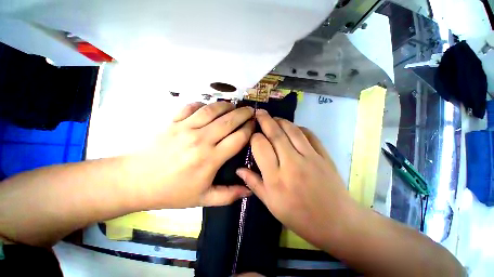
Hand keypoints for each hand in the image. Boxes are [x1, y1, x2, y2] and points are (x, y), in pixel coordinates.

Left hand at [131, 101, 253, 208]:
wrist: (135, 181)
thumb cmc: (172, 192)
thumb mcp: (203, 199)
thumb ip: (229, 195)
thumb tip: (250, 190)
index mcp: (210, 159)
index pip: (238, 138)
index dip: (249, 130)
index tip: (255, 125)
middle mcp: (201, 140)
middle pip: (229, 121)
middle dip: (243, 114)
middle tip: (251, 111)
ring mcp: (186, 128)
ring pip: (212, 110)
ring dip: (226, 105)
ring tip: (234, 105)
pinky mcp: (173, 121)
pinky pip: (192, 107)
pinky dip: (203, 104)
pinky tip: (209, 107)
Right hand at [236, 110, 359, 247]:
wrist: (335, 222)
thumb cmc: (299, 216)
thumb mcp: (271, 204)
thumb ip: (254, 183)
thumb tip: (238, 169)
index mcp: (275, 178)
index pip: (261, 147)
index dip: (255, 137)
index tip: (253, 135)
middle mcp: (291, 164)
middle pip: (276, 134)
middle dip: (265, 120)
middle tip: (259, 112)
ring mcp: (310, 158)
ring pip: (292, 131)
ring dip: (281, 121)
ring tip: (274, 118)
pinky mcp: (324, 156)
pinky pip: (310, 135)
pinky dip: (300, 128)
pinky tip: (294, 128)